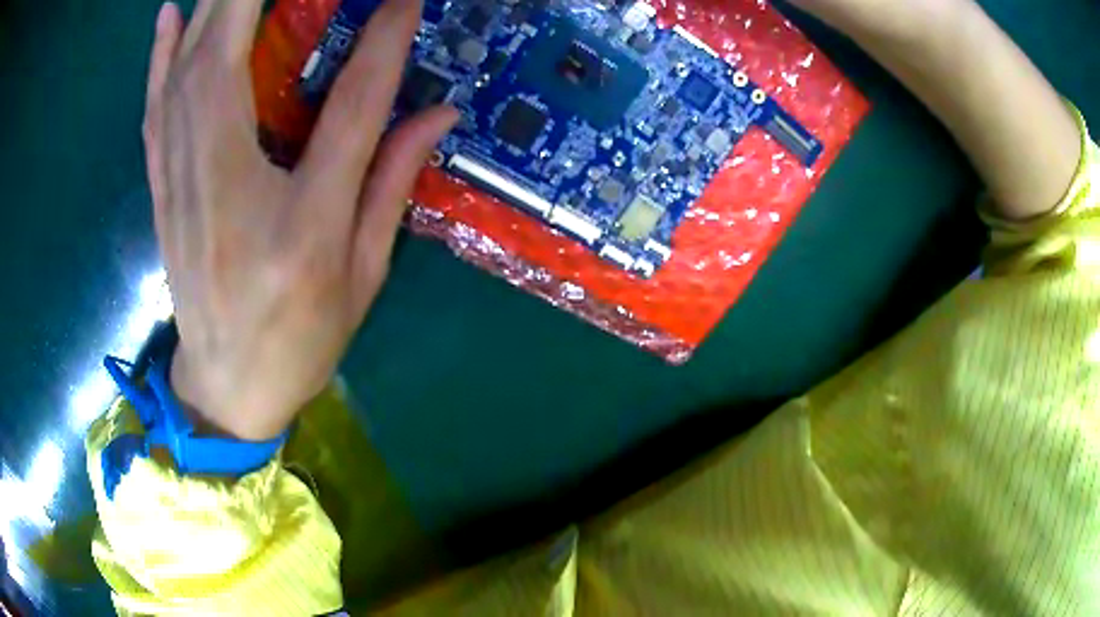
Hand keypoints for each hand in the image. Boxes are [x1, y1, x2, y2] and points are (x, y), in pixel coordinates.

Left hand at [144, 0, 456, 440]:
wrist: (224, 388)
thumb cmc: (298, 342)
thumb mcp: (362, 276)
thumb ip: (391, 184)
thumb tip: (437, 113)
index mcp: (300, 226)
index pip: (347, 106)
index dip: (382, 41)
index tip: (402, 0)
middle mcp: (230, 189)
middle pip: (232, 61)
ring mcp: (183, 186)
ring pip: (188, 71)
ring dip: (215, 8)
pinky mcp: (161, 188)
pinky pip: (156, 106)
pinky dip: (161, 54)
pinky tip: (170, 14)